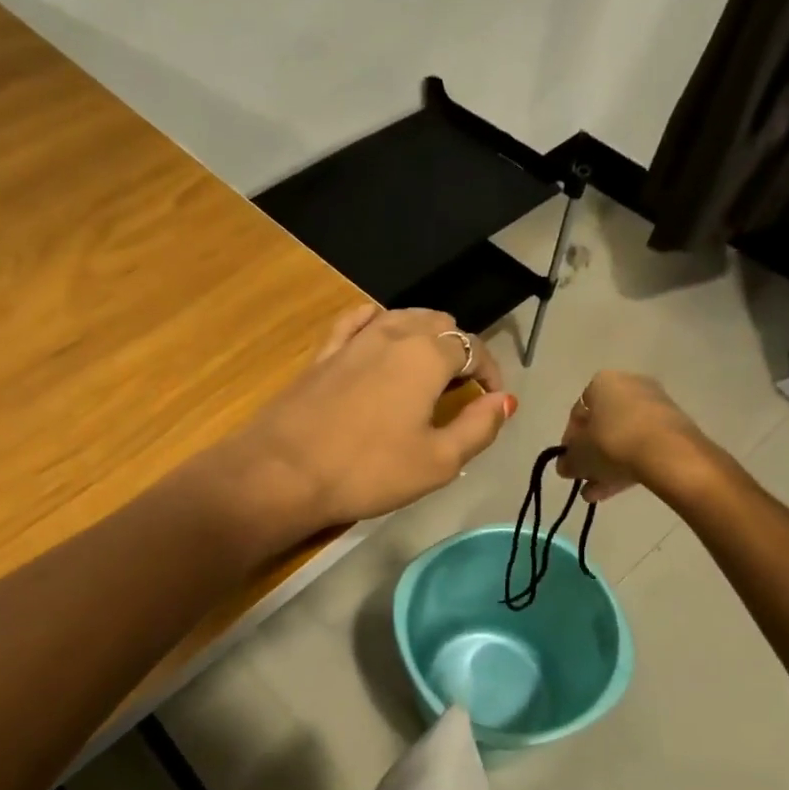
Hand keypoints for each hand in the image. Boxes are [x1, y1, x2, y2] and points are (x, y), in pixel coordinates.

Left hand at [215, 306, 515, 540]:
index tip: (492, 400)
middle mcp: (392, 334)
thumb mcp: (438, 461)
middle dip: (458, 351)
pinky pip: (357, 321)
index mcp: (426, 356)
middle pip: (439, 324)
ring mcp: (352, 340)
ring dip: (423, 336)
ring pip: (401, 317)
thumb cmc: (368, 471)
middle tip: (460, 390)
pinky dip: (378, 323)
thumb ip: (478, 426)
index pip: (473, 348)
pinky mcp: (322, 354)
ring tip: (427, 369)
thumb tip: (505, 400)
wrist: (283, 472)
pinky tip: (379, 335)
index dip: (491, 372)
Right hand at [556, 371, 711, 501]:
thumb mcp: (579, 456)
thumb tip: (566, 466)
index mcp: (603, 382)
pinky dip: (629, 464)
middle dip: (591, 454)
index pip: (578, 412)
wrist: (668, 454)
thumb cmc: (612, 443)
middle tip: (584, 477)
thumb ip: (568, 461)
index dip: (570, 439)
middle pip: (603, 425)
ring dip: (608, 464)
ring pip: (623, 437)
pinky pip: (644, 445)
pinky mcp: (674, 427)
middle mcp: (630, 385)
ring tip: (596, 493)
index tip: (569, 461)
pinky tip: (616, 490)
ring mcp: (656, 406)